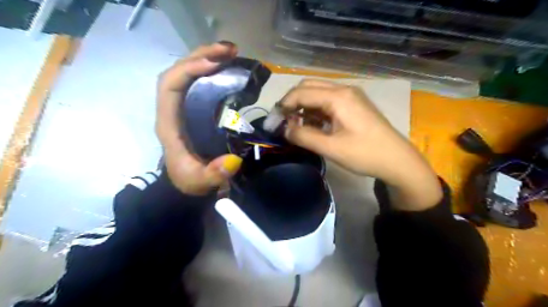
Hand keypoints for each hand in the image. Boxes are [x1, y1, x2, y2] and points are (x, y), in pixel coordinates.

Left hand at [159, 41, 243, 195]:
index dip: (189, 70)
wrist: (187, 183)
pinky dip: (214, 71)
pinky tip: (230, 68)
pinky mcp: (197, 109)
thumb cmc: (189, 180)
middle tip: (230, 50)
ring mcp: (185, 107)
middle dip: (202, 56)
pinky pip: (201, 83)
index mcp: (169, 122)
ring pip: (190, 73)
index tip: (215, 64)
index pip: (170, 85)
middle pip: (179, 71)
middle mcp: (174, 109)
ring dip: (208, 58)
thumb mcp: (199, 181)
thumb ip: (213, 175)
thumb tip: (233, 161)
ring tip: (232, 53)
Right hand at [280, 79, 441, 210]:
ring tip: (296, 125)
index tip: (274, 122)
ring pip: (317, 92)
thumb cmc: (365, 154)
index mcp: (338, 97)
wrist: (397, 160)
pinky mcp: (353, 104)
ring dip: (303, 106)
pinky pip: (327, 100)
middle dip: (292, 102)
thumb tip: (283, 129)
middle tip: (284, 122)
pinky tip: (312, 124)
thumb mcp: (330, 148)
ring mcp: (350, 95)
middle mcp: (343, 89)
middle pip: (308, 86)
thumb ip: (303, 136)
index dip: (283, 105)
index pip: (301, 92)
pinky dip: (315, 109)